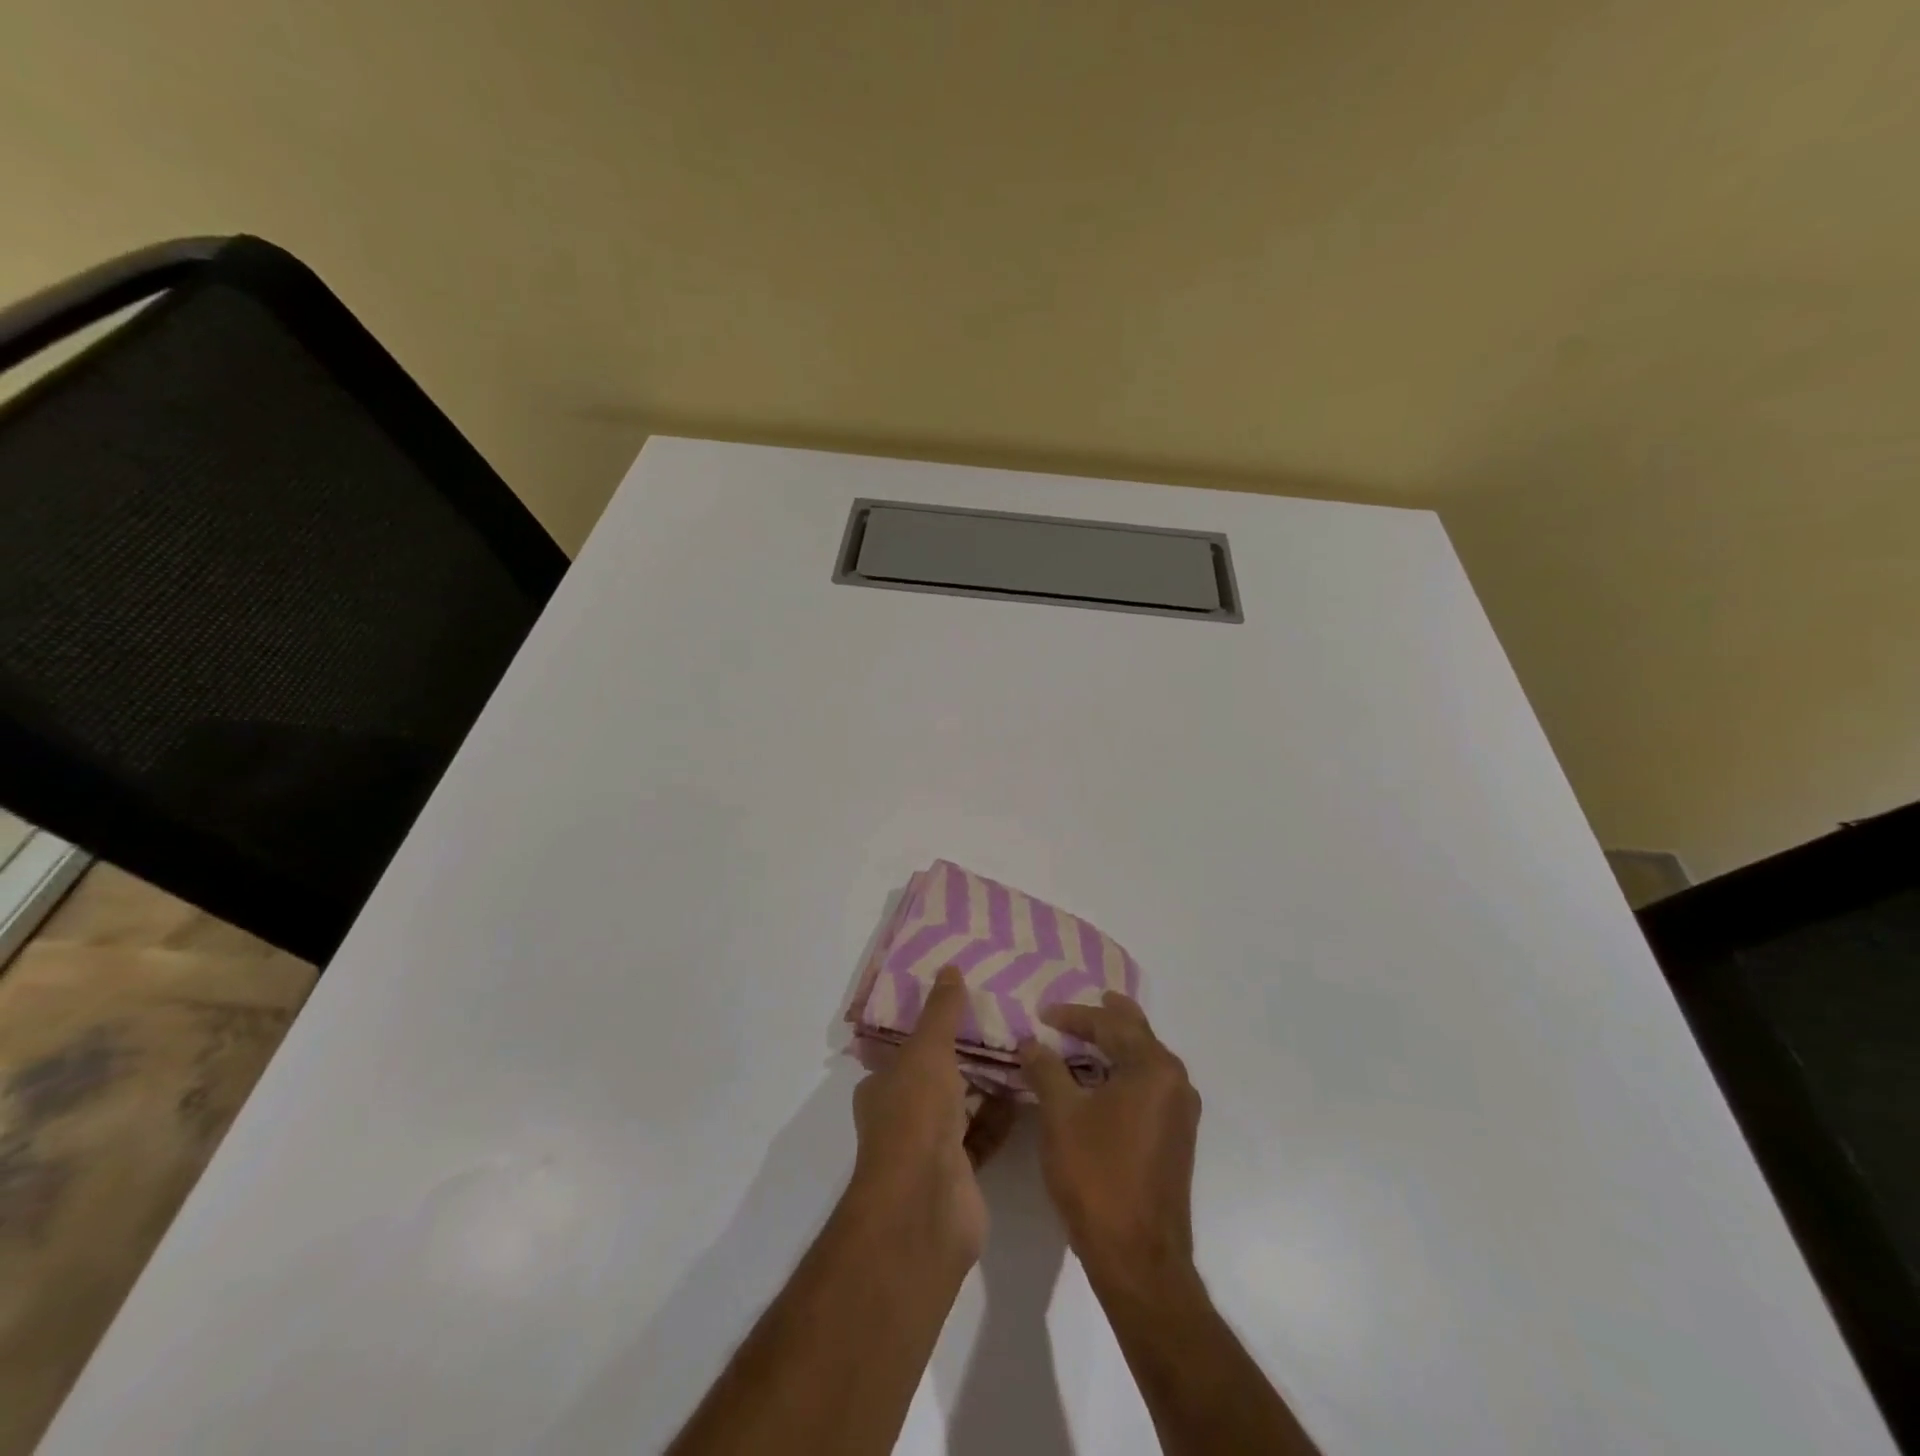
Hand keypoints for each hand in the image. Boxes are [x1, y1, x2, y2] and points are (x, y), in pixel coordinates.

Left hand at [850, 967, 1014, 1267]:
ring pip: (962, 1104)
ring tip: (1022, 1047)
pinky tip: (1028, 1090)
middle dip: (964, 1053)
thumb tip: (950, 967)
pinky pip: (984, 1133)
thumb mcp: (927, 1050)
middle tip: (1002, 1020)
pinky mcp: (961, 1171)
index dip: (929, 1026)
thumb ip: (941, 1012)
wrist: (925, 1204)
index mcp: (883, 1085)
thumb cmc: (915, 1115)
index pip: (905, 1048)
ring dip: (987, 1083)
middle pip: (936, 1075)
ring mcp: (931, 1146)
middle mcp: (903, 1114)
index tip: (962, 1003)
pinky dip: (1002, 1115)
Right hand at [1020, 992, 1201, 1288]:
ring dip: (1114, 1046)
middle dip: (1105, 1018)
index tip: (1042, 1012)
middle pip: (1136, 1034)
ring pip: (1144, 1060)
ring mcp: (1180, 1111)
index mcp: (1154, 1068)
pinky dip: (1122, 1072)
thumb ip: (1045, 1069)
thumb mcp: (1061, 1115)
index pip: (1110, 1024)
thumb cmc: (1098, 1177)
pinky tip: (1099, 1080)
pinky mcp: (1175, 1136)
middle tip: (1081, 1005)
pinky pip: (1148, 1085)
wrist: (1139, 1259)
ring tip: (1084, 1037)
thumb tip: (1031, 1041)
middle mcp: (1175, 1081)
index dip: (1073, 1015)